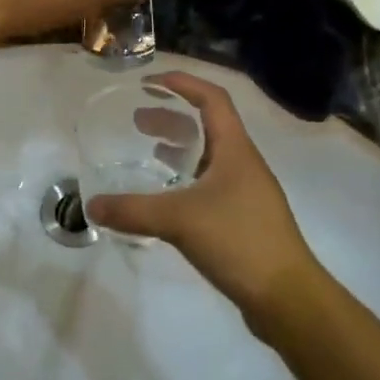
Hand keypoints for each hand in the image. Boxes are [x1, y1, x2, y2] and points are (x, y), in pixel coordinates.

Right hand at [84, 72, 320, 329]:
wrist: (287, 297)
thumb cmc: (238, 241)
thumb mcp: (179, 220)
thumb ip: (132, 211)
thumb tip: (92, 205)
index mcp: (235, 150)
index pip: (212, 100)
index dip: (183, 83)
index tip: (150, 81)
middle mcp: (243, 164)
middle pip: (208, 127)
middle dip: (172, 117)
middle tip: (137, 120)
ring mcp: (246, 193)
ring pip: (208, 158)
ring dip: (178, 149)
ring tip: (146, 152)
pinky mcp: (243, 219)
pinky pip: (209, 186)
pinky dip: (184, 180)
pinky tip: (165, 198)